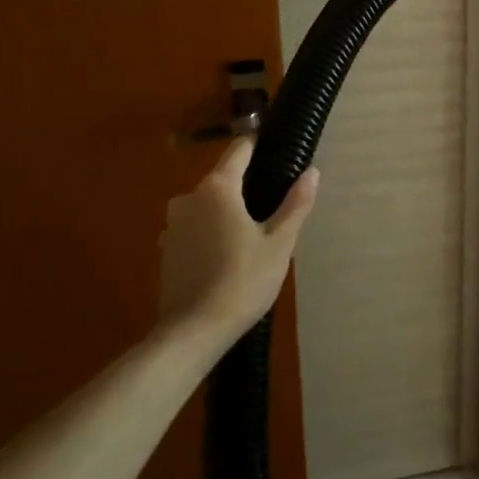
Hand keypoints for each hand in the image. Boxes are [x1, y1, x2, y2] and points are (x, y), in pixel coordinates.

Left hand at [157, 137, 319, 346]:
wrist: (193, 331)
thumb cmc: (243, 281)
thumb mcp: (279, 243)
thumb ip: (296, 204)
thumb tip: (312, 171)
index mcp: (218, 188)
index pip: (239, 151)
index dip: (258, 147)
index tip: (276, 150)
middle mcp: (190, 197)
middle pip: (223, 179)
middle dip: (246, 188)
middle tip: (273, 210)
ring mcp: (173, 224)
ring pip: (208, 205)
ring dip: (227, 213)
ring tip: (252, 237)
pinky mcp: (166, 248)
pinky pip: (195, 228)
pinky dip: (211, 233)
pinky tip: (227, 257)